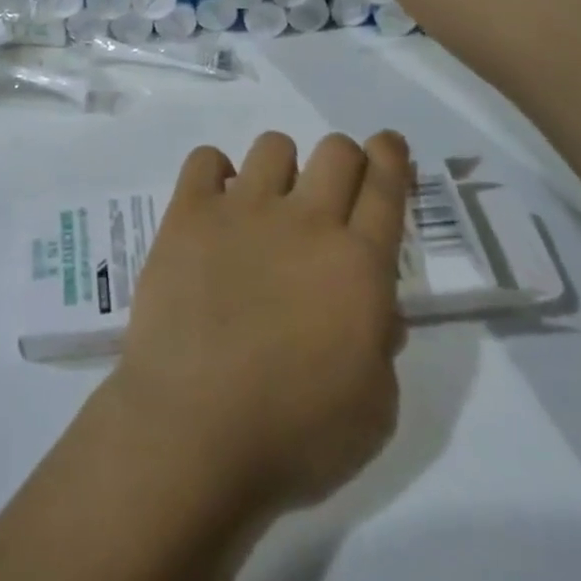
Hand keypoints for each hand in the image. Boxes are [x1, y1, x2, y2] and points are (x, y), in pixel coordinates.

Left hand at [106, 130, 412, 519]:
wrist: (192, 428)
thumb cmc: (294, 434)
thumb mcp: (374, 409)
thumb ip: (381, 345)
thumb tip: (375, 308)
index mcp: (357, 265)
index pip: (386, 186)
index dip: (391, 157)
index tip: (388, 146)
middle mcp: (305, 221)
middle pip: (336, 150)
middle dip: (344, 159)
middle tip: (332, 189)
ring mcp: (242, 210)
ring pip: (274, 146)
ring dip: (280, 168)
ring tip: (266, 205)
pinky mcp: (189, 213)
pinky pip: (206, 159)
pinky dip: (214, 173)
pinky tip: (214, 205)